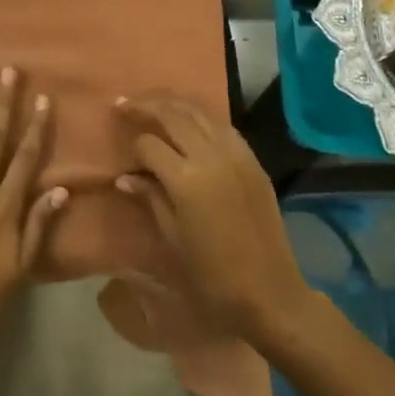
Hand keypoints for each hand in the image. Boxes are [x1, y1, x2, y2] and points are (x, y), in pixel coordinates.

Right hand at [113, 94, 313, 343]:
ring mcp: (235, 154)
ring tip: (152, 101)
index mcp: (186, 179)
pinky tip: (189, 120)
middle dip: (145, 105)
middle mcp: (211, 156)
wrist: (271, 294)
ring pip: (199, 111)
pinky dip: (200, 116)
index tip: (127, 159)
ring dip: (172, 103)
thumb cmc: (213, 276)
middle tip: (124, 103)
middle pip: (172, 114)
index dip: (133, 148)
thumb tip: (125, 178)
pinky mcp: (252, 160)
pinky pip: (222, 125)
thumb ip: (151, 198)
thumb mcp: (173, 239)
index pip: (149, 145)